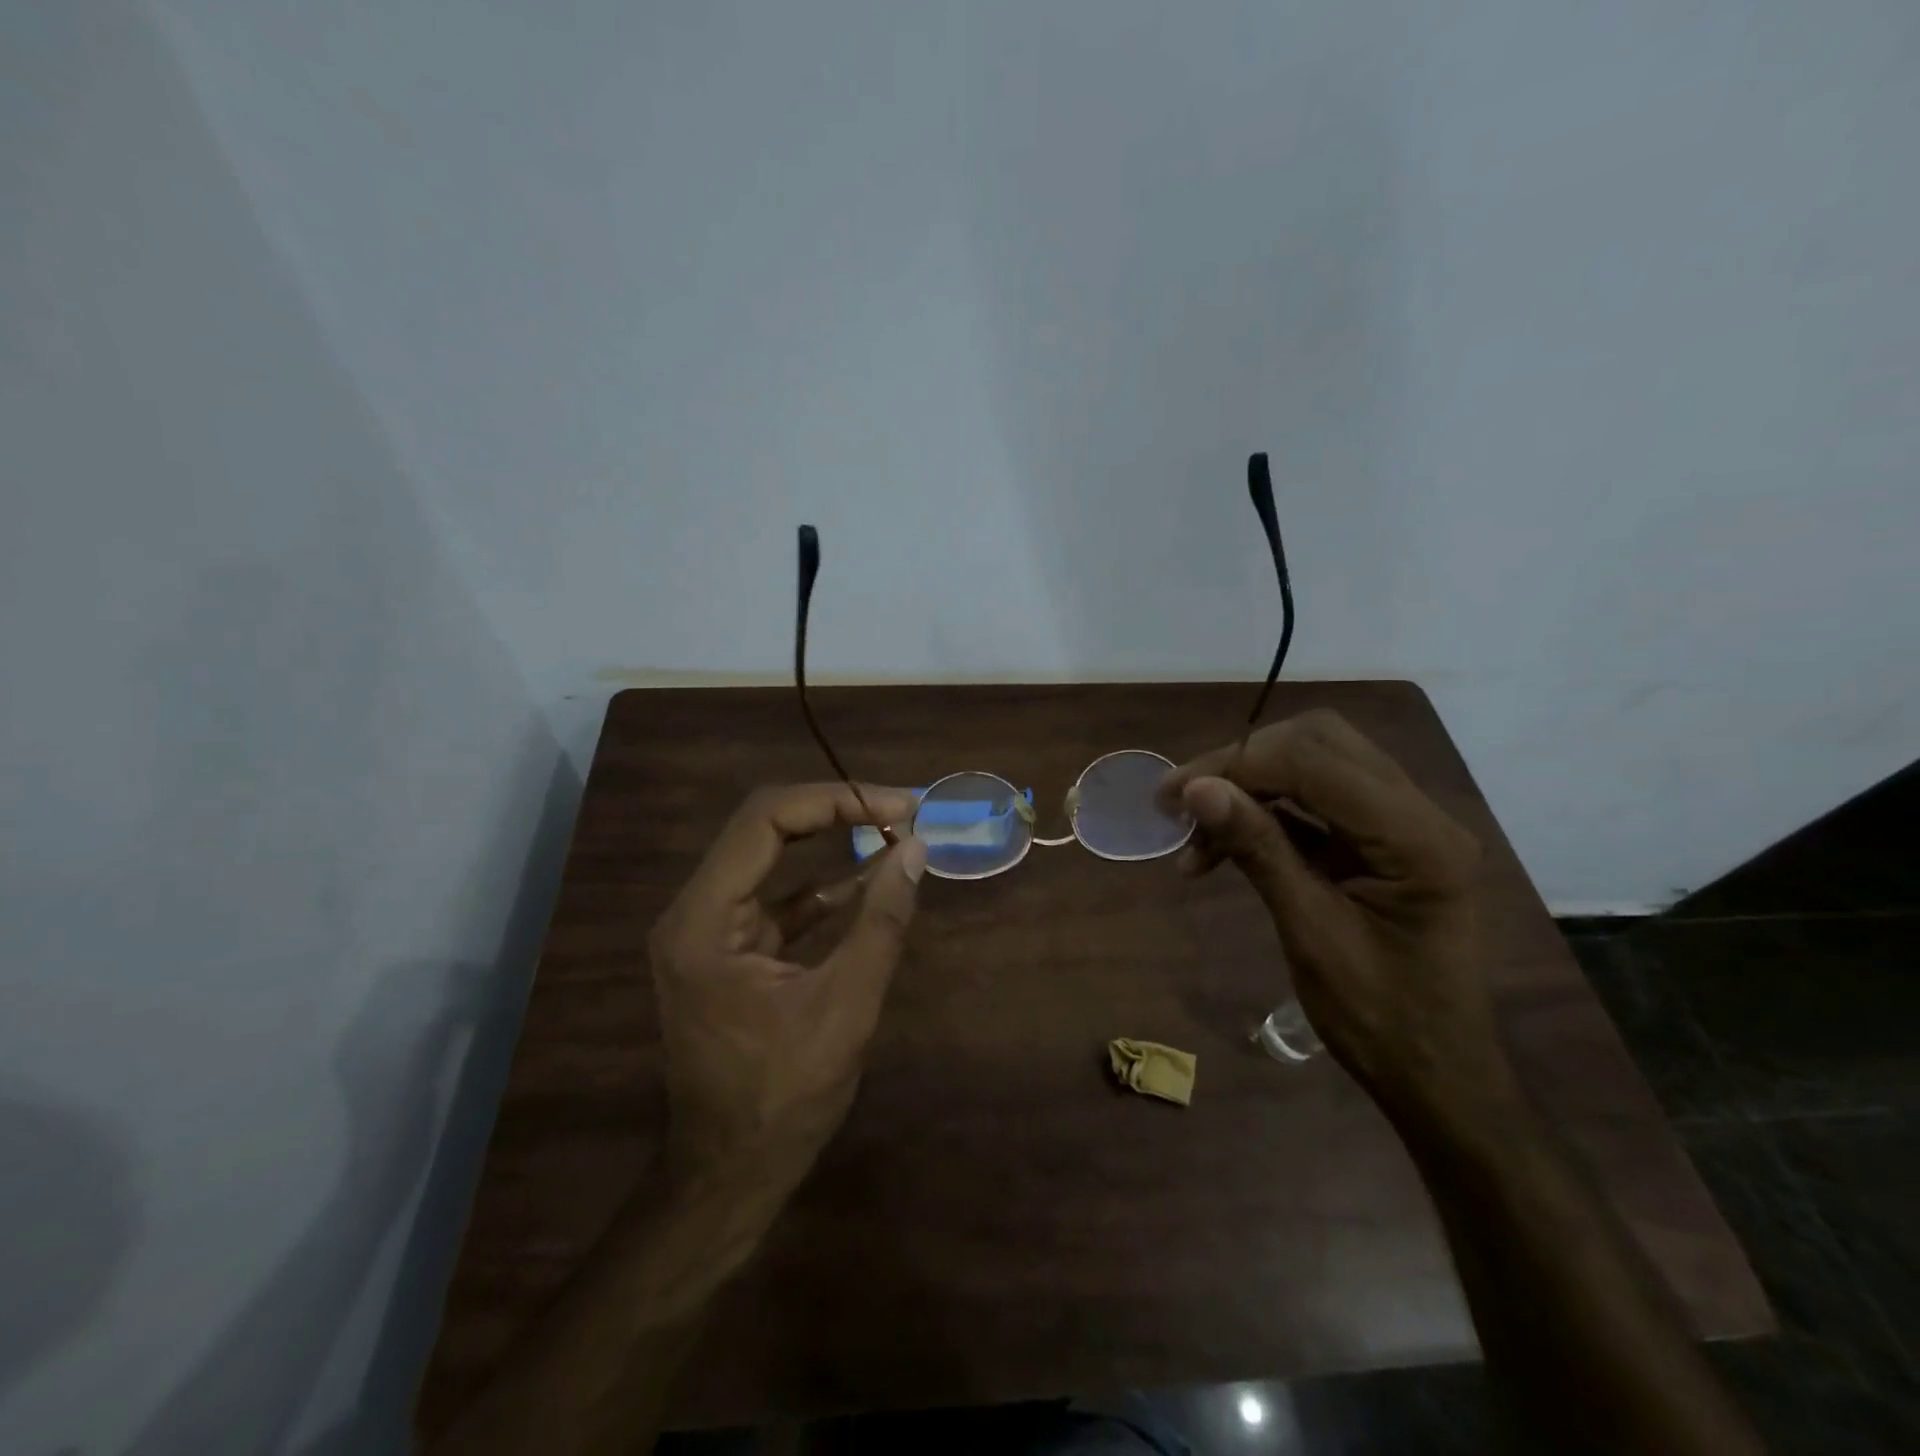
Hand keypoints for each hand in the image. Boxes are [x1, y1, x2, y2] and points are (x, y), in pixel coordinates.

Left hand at [648, 783, 927, 1200]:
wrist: (730, 1176)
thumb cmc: (782, 1099)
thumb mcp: (845, 1009)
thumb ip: (881, 923)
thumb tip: (916, 850)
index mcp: (703, 920)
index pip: (765, 820)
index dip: (835, 800)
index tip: (897, 807)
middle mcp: (695, 911)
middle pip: (765, 828)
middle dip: (836, 811)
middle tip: (901, 809)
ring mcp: (710, 930)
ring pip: (773, 858)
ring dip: (833, 842)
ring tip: (895, 830)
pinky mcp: (732, 949)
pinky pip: (781, 899)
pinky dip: (827, 887)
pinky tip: (873, 881)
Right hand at [1160, 710, 1503, 1119]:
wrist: (1437, 1076)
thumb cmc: (1379, 1020)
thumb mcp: (1310, 933)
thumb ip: (1258, 849)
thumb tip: (1197, 790)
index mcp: (1416, 839)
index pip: (1316, 761)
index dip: (1238, 765)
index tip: (1174, 795)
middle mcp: (1419, 814)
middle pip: (1319, 743)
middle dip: (1241, 764)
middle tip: (1183, 802)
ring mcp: (1403, 824)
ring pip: (1315, 763)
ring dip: (1248, 786)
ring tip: (1194, 834)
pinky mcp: (1382, 840)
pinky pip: (1316, 801)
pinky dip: (1265, 812)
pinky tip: (1222, 845)